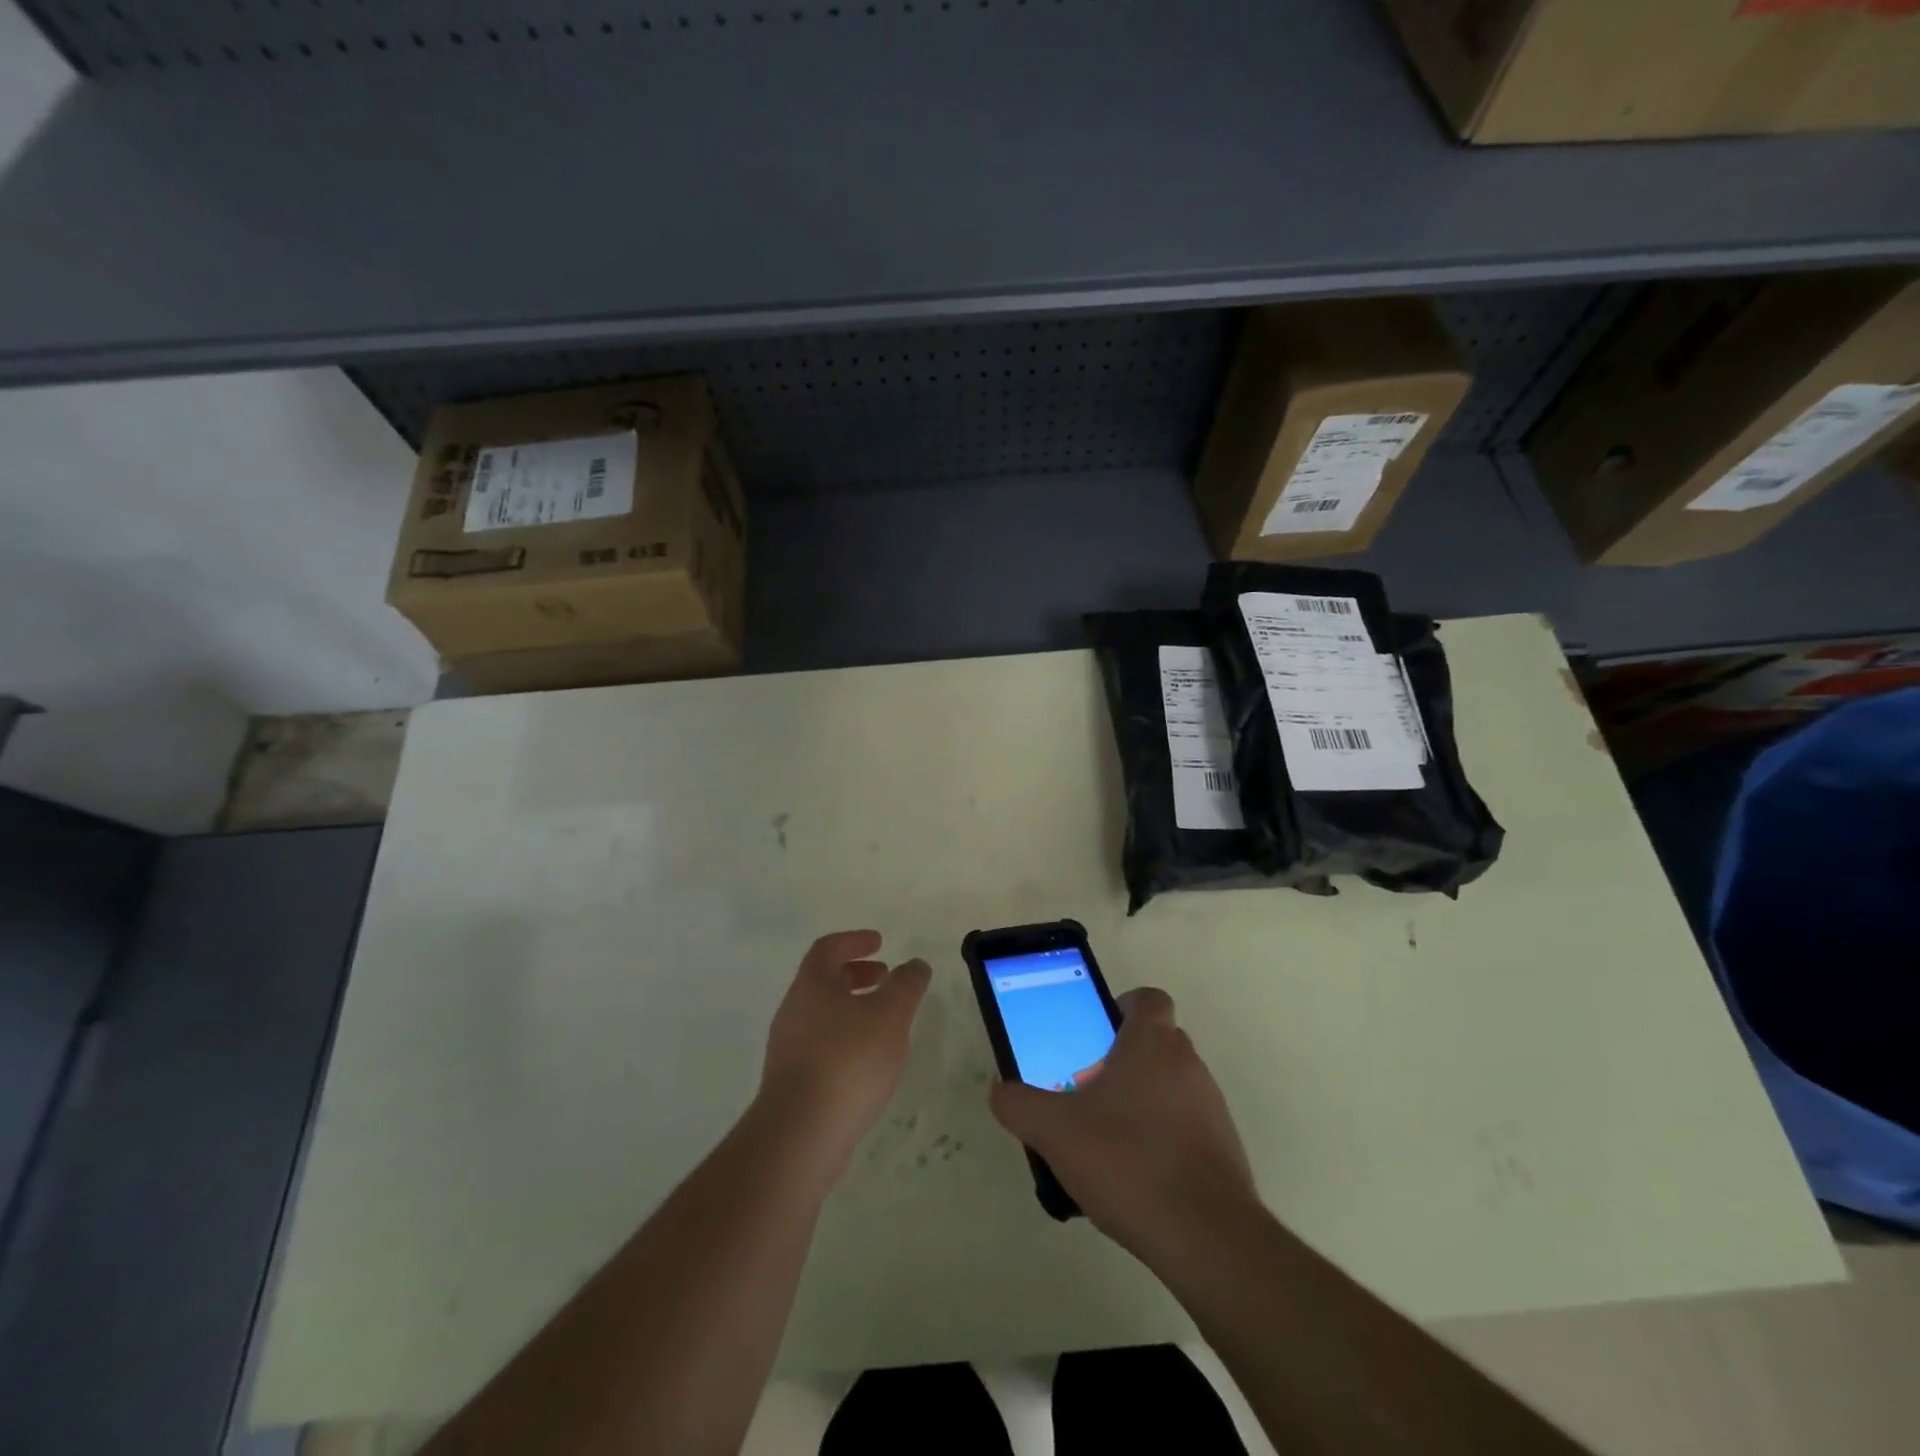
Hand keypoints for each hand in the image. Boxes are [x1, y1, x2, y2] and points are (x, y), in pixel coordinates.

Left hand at [759, 930, 930, 1176]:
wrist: (800, 1135)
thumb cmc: (847, 1061)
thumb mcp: (889, 1015)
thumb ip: (906, 985)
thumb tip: (914, 965)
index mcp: (811, 985)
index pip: (828, 948)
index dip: (854, 940)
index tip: (879, 942)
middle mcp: (794, 1011)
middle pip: (823, 981)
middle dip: (856, 974)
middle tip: (886, 978)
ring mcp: (789, 1049)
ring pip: (823, 1015)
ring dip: (853, 1009)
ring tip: (886, 1022)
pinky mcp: (793, 1084)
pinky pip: (822, 1046)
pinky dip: (847, 1039)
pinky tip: (870, 1061)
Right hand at [989, 988, 1254, 1264]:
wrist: (1206, 1237)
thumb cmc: (1128, 1161)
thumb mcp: (1055, 1131)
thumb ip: (1019, 1104)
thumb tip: (1000, 1090)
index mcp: (1152, 1043)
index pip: (1147, 998)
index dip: (1121, 1007)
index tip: (1094, 1035)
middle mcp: (1188, 1064)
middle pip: (1155, 1043)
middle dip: (1121, 1061)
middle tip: (1086, 1091)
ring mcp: (1212, 1107)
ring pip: (1169, 1087)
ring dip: (1141, 1102)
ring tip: (1105, 1142)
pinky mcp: (1224, 1149)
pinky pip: (1185, 1127)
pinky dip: (1161, 1139)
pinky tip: (1134, 1177)